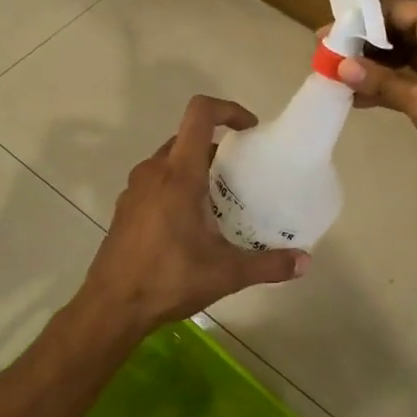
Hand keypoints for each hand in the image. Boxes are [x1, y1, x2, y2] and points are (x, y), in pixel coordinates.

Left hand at [77, 95, 309, 339]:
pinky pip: (156, 181)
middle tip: (242, 175)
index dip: (228, 110)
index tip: (250, 130)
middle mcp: (153, 171)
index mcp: (179, 174)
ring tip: (220, 201)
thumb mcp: (226, 274)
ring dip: (196, 168)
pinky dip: (176, 186)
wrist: (111, 306)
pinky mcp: (125, 207)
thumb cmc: (168, 279)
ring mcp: (135, 188)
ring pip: (170, 160)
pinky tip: (190, 225)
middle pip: (187, 138)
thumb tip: (305, 263)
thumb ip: (268, 265)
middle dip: (217, 147)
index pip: (200, 114)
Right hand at [338, 0, 416, 201]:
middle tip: (324, 58)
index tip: (323, 36)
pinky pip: (410, 78)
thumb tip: (340, 67)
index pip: (391, 12)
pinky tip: (357, 98)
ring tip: (334, 78)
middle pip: (395, 31)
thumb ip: (380, 82)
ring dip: (371, 67)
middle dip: (360, 46)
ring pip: (401, 56)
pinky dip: (386, 85)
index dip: (356, 24)